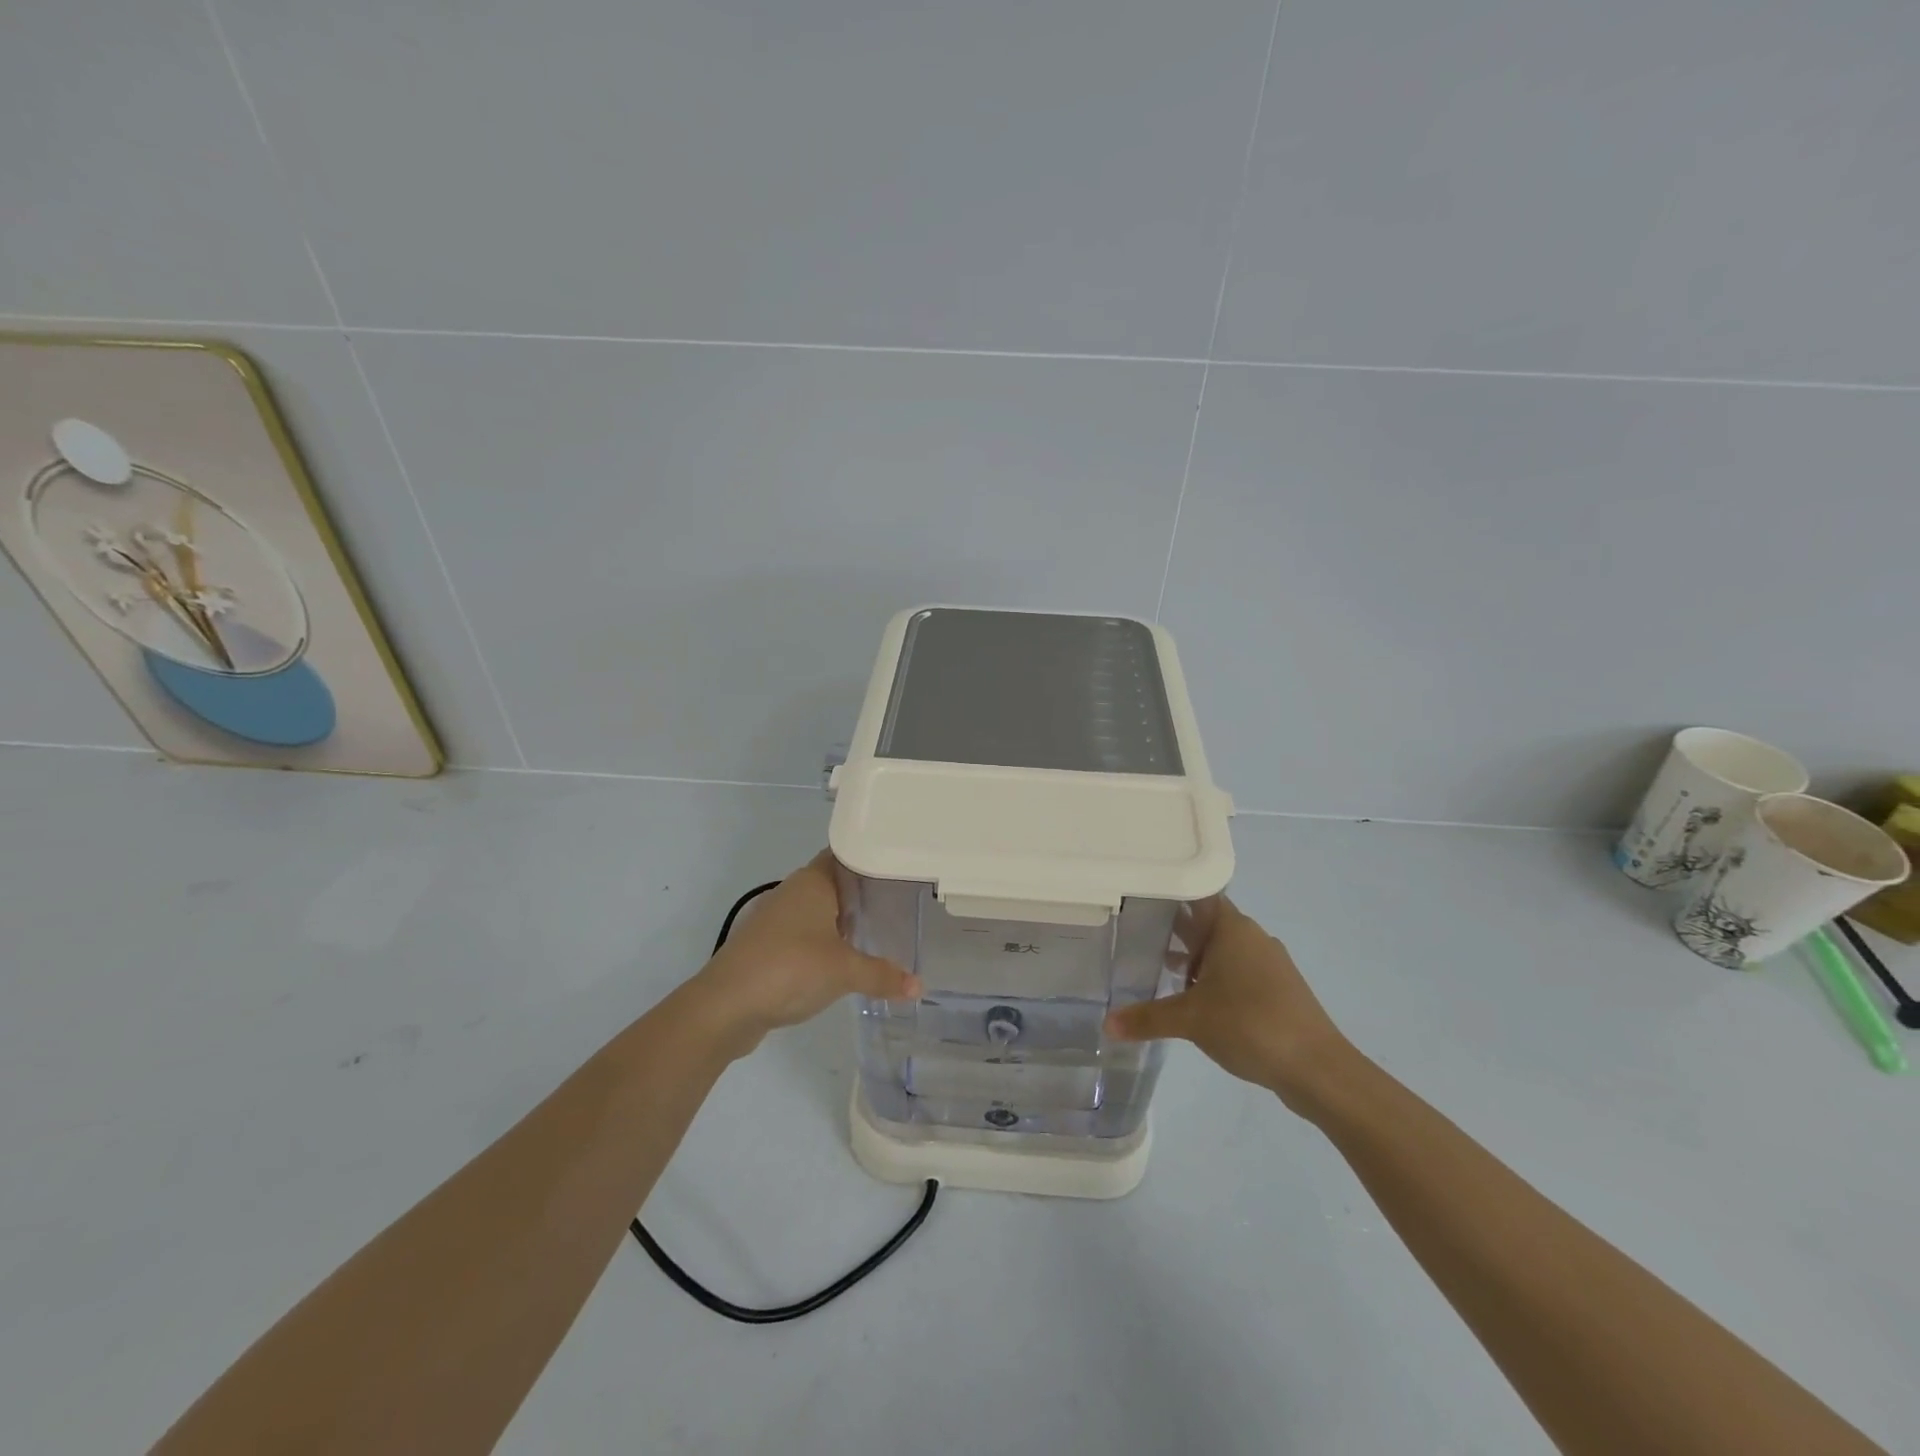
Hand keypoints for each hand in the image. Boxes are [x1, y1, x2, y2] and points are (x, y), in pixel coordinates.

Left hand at [692, 851, 920, 1052]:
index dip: (871, 859)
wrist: (725, 1006)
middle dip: (863, 893)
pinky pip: (804, 935)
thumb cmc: (790, 969)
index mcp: (812, 882)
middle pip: (834, 883)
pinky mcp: (766, 946)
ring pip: (818, 910)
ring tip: (878, 932)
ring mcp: (775, 919)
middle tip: (899, 903)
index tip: (900, 869)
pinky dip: (824, 942)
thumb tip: (919, 986)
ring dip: (842, 921)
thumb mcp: (845, 972)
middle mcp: (792, 892)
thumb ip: (883, 975)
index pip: (845, 855)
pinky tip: (842, 961)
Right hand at [1103, 896, 1356, 1114]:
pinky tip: (1192, 997)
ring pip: (1221, 948)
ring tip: (1155, 965)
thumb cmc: (1250, 1024)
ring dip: (1192, 955)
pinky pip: (1235, 970)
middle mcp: (1251, 937)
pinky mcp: (1276, 989)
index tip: (1136, 895)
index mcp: (1232, 928)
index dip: (1167, 893)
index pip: (1195, 894)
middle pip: (1205, 921)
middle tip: (1133, 931)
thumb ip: (1146, 1018)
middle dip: (1172, 928)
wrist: (1318, 1068)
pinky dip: (1212, 976)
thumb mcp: (1190, 1020)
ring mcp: (1267, 963)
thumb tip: (1106, 1025)